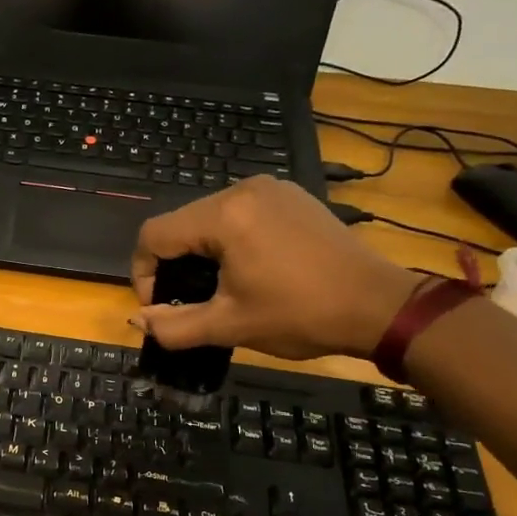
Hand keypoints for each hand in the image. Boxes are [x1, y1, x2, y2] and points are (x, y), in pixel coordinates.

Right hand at [131, 177, 419, 360]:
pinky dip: (229, 240)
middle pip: (180, 223)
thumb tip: (137, 320)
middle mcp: (243, 189)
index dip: (143, 272)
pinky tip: (247, 269)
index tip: (159, 306)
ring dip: (200, 253)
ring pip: (208, 217)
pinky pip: (240, 213)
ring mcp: (271, 189)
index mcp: (224, 215)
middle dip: (172, 264)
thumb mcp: (229, 326)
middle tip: (187, 301)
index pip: (154, 234)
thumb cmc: (300, 315)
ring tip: (216, 288)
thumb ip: (174, 326)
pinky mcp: (291, 196)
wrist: (379, 306)